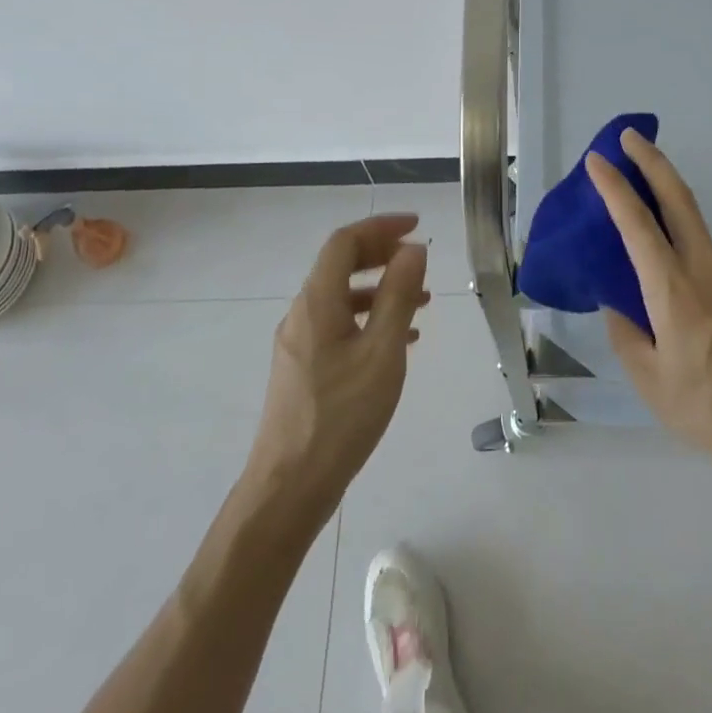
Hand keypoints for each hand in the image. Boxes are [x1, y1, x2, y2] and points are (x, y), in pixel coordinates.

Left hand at [244, 213, 429, 521]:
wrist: (290, 485)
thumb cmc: (342, 415)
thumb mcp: (382, 351)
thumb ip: (398, 295)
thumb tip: (413, 250)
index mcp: (317, 302)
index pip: (344, 242)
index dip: (380, 227)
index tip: (416, 226)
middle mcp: (302, 314)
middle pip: (340, 265)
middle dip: (381, 254)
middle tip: (419, 259)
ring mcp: (298, 343)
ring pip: (342, 298)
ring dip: (380, 289)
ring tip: (421, 300)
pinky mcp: (303, 369)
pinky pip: (338, 326)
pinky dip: (369, 319)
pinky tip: (398, 339)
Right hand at [588, 131, 711, 489]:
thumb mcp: (652, 384)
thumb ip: (628, 336)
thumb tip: (619, 306)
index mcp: (674, 293)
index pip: (638, 226)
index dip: (615, 189)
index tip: (597, 161)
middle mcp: (705, 273)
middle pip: (680, 200)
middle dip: (653, 162)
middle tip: (629, 137)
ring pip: (693, 224)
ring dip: (665, 197)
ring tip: (634, 199)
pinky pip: (702, 256)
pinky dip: (678, 239)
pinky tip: (663, 270)